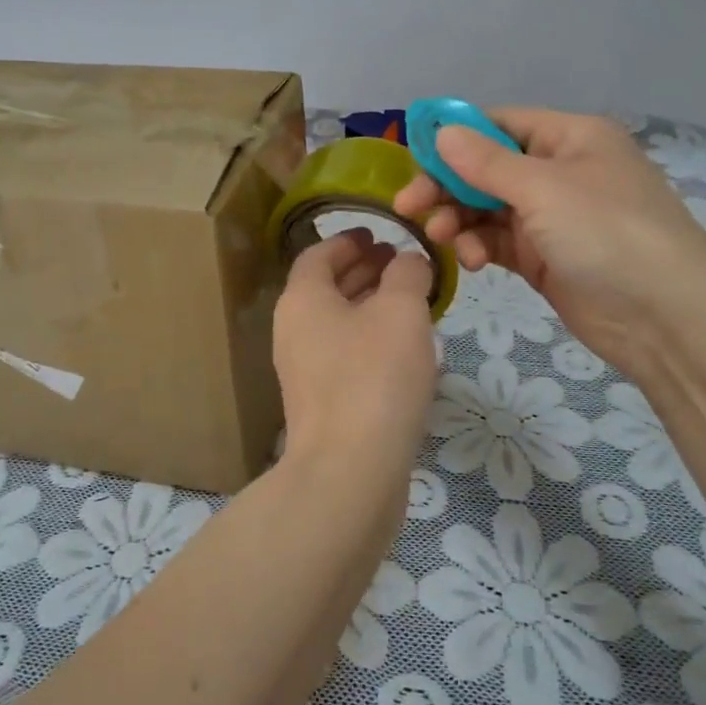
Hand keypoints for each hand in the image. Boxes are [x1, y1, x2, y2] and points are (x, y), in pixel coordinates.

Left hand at [273, 228, 437, 476]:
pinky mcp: (323, 403)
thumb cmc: (374, 375)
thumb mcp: (400, 311)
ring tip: (411, 299)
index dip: (348, 240)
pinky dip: (371, 339)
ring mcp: (305, 370)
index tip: (378, 234)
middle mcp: (294, 330)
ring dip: (370, 305)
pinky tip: (405, 347)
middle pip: (326, 287)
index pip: (318, 255)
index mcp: (302, 299)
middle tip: (401, 262)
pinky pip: (346, 354)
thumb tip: (409, 260)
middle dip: (363, 270)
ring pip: (338, 323)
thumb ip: (407, 274)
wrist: (350, 470)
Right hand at [392, 108, 705, 374]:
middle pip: (486, 168)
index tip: (412, 158)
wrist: (666, 316)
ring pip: (486, 208)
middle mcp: (559, 171)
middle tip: (408, 207)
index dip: (455, 138)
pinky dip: (479, 247)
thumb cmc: (608, 233)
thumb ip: (486, 162)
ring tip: (442, 238)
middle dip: (447, 186)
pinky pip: (498, 241)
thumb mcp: (544, 188)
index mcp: (569, 137)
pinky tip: (473, 262)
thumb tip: (441, 132)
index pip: (499, 124)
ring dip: (459, 220)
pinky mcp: (543, 257)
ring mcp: (551, 217)